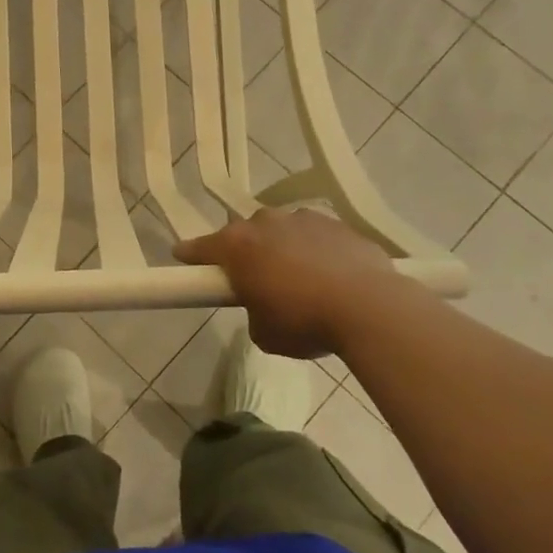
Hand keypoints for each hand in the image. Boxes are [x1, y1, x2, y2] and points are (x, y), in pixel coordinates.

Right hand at [174, 207, 395, 358]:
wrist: (369, 307)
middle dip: (247, 252)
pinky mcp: (339, 224)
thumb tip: (264, 305)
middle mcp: (265, 223)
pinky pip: (317, 237)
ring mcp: (304, 219)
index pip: (201, 247)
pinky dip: (317, 251)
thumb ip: (253, 312)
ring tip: (300, 279)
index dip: (191, 255)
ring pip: (283, 231)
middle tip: (256, 280)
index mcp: (237, 246)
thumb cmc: (303, 321)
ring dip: (283, 248)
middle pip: (245, 234)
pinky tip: (332, 276)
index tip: (183, 258)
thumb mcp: (264, 333)